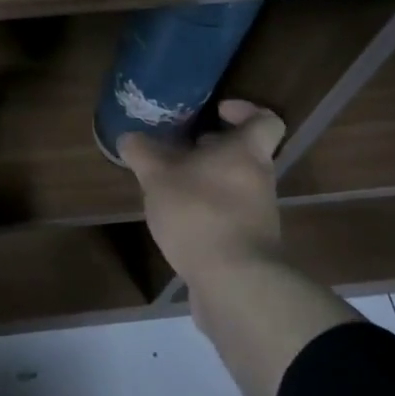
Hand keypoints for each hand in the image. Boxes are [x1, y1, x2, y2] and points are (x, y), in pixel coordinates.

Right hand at [119, 100, 286, 291]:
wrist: (235, 284)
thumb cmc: (200, 213)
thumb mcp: (157, 176)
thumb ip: (142, 152)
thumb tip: (129, 137)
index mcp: (246, 153)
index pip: (265, 120)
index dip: (244, 111)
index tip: (216, 112)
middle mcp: (259, 180)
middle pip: (244, 154)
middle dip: (211, 150)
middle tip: (177, 149)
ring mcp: (258, 216)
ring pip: (233, 186)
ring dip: (205, 183)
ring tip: (168, 187)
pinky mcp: (249, 246)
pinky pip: (228, 217)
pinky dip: (206, 214)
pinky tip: (177, 222)